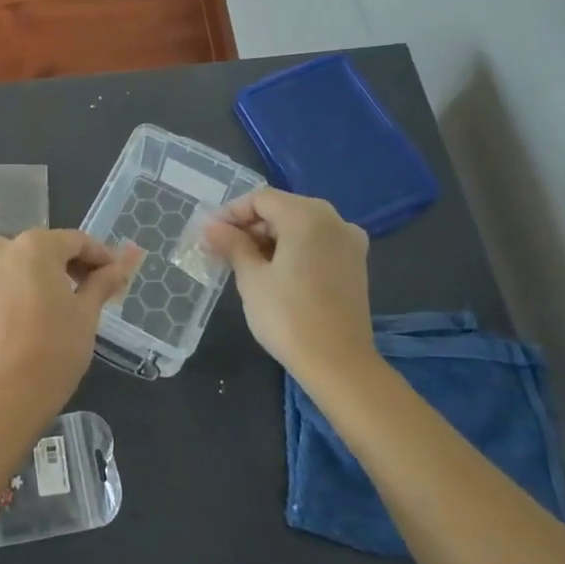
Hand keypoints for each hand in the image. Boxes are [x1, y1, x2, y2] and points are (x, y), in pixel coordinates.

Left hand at [0, 230, 138, 411]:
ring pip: (17, 263)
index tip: (116, 275)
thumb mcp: (87, 311)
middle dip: (69, 265)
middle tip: (90, 290)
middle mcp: (3, 249)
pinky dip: (13, 289)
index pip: (76, 241)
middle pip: (45, 249)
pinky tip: (26, 313)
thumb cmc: (57, 346)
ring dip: (39, 275)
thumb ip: (104, 280)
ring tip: (56, 303)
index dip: (100, 256)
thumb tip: (127, 260)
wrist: (9, 391)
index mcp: (36, 246)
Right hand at [203, 189, 373, 374]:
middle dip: (250, 226)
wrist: (338, 364)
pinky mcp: (355, 263)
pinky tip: (273, 272)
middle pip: (282, 209)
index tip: (210, 234)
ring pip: (300, 226)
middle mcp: (334, 220)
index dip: (231, 213)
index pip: (260, 199)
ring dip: (270, 238)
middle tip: (222, 250)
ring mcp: (349, 241)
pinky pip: (316, 243)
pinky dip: (292, 249)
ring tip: (243, 263)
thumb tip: (211, 226)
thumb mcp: (251, 278)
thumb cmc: (288, 316)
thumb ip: (232, 244)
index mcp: (308, 216)